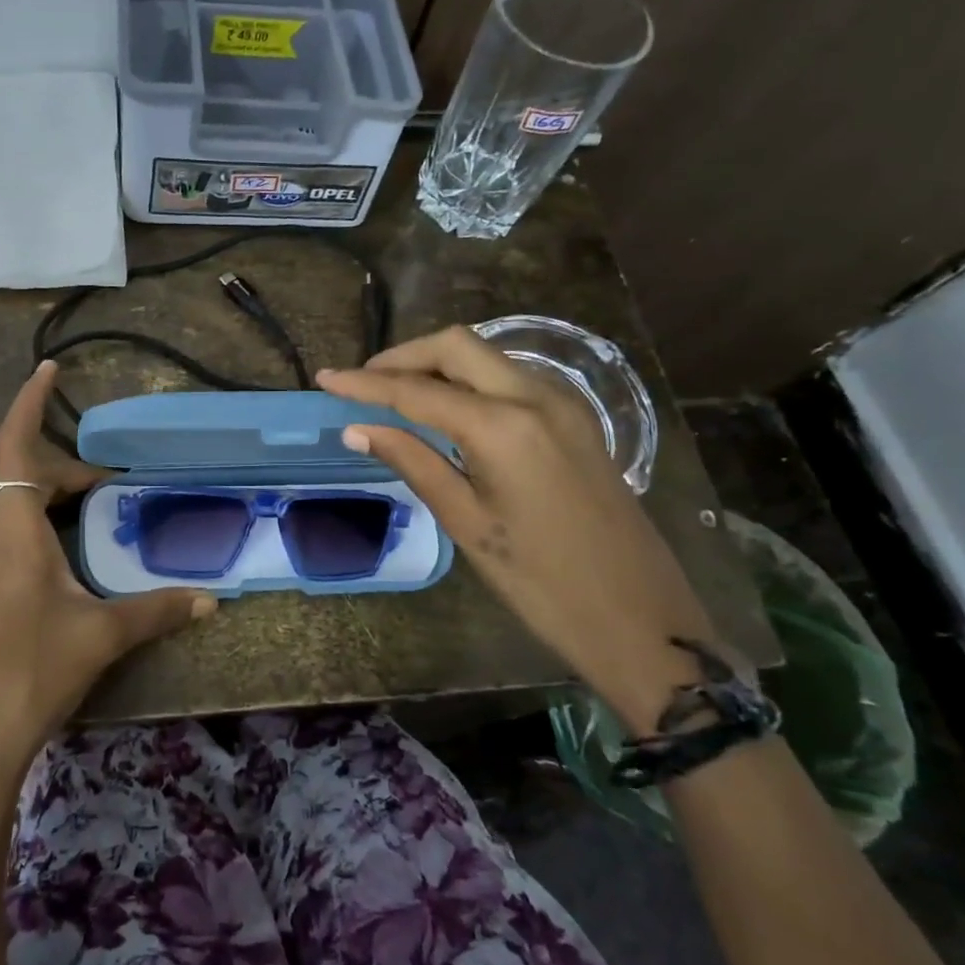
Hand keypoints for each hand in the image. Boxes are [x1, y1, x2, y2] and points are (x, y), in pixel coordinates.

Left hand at [0, 362, 214, 823]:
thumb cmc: (35, 673)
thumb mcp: (104, 636)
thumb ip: (158, 610)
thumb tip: (211, 601)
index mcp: (15, 531)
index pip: (15, 446)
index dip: (29, 402)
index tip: (47, 369)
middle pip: (10, 479)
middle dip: (53, 472)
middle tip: (96, 491)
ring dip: (15, 502)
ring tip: (52, 520)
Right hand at [316, 327, 714, 697]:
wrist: (640, 618)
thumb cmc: (541, 581)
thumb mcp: (466, 522)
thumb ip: (412, 462)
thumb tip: (357, 429)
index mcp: (503, 426)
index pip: (416, 390)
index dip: (365, 384)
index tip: (324, 378)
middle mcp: (536, 396)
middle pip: (457, 346)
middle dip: (404, 357)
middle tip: (364, 384)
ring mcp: (564, 403)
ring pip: (487, 357)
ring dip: (438, 365)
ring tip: (397, 396)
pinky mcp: (577, 419)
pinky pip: (512, 378)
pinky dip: (471, 380)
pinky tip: (450, 409)